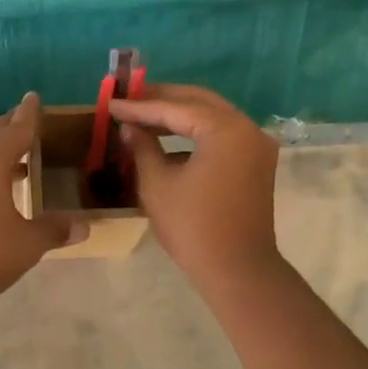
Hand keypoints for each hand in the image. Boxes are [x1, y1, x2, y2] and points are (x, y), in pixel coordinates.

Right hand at [110, 84, 279, 285]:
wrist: (237, 270)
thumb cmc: (193, 226)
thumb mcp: (157, 184)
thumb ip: (142, 147)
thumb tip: (130, 127)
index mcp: (225, 129)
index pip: (175, 108)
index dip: (139, 107)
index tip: (111, 104)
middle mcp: (247, 129)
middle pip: (199, 102)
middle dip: (162, 99)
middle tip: (129, 98)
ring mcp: (256, 146)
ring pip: (212, 117)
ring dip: (179, 115)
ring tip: (144, 116)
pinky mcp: (256, 164)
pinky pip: (222, 136)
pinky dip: (195, 133)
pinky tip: (167, 140)